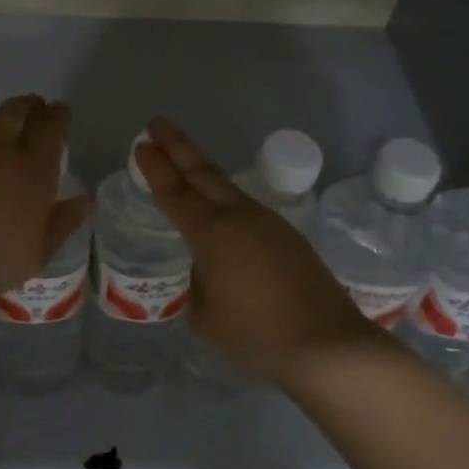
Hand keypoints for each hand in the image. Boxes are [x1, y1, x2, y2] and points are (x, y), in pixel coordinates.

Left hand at [0, 94, 92, 309]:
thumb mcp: (41, 250)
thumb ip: (64, 222)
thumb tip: (85, 201)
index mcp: (35, 167)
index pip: (51, 126)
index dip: (58, 115)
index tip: (62, 112)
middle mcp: (4, 152)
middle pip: (17, 111)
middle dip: (30, 105)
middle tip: (37, 108)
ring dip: (2, 125)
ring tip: (8, 134)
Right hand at [136, 118, 373, 384]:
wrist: (327, 344)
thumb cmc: (257, 334)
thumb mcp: (206, 316)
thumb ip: (195, 285)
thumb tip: (202, 271)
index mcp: (212, 234)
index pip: (175, 192)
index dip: (156, 168)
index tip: (141, 145)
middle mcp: (239, 216)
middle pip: (203, 172)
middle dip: (177, 146)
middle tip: (156, 124)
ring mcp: (266, 221)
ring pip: (225, 184)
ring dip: (200, 167)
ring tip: (181, 156)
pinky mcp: (286, 234)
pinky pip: (243, 204)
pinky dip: (221, 193)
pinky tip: (216, 202)